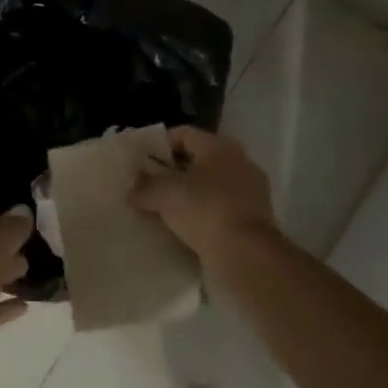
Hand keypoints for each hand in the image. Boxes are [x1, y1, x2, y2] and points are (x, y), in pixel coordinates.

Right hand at [130, 126, 276, 265]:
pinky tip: (185, 228)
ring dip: (189, 195)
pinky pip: (221, 209)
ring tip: (164, 209)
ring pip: (211, 186)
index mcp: (220, 146)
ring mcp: (251, 191)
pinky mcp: (254, 219)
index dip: (160, 144)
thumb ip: (145, 188)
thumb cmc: (204, 209)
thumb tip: (132, 192)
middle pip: (199, 159)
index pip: (184, 134)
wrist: (245, 253)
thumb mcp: (164, 194)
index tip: (142, 161)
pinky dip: (203, 214)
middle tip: (150, 185)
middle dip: (174, 171)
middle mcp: (239, 162)